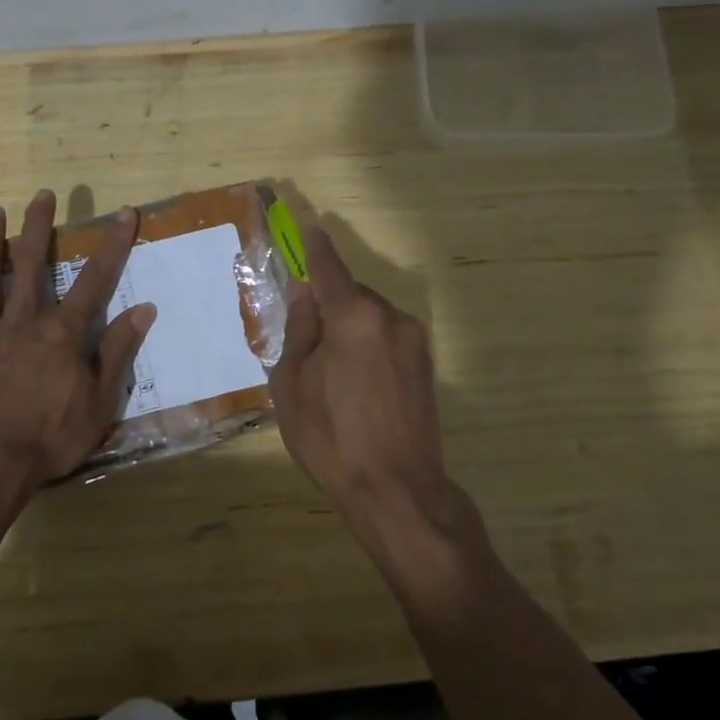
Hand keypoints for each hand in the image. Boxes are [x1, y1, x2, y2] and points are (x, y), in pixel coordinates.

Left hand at [0, 190, 154, 490]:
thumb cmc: (52, 437)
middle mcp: (22, 323)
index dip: (113, 245)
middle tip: (41, 195)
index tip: (125, 212)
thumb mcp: (100, 401)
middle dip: (38, 227)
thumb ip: (119, 351)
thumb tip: (144, 309)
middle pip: (29, 265)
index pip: (94, 280)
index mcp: (61, 333)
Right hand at [267, 226, 454, 530]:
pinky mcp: (426, 364)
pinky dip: (367, 344)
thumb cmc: (331, 438)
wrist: (397, 491)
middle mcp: (391, 318)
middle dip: (328, 303)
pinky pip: (387, 337)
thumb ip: (298, 329)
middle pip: (351, 294)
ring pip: (370, 316)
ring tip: (329, 370)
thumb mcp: (293, 384)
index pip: (329, 269)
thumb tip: (304, 294)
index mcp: (355, 317)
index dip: (315, 249)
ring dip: (349, 327)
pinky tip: (355, 382)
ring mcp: (415, 341)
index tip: (309, 229)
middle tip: (303, 334)